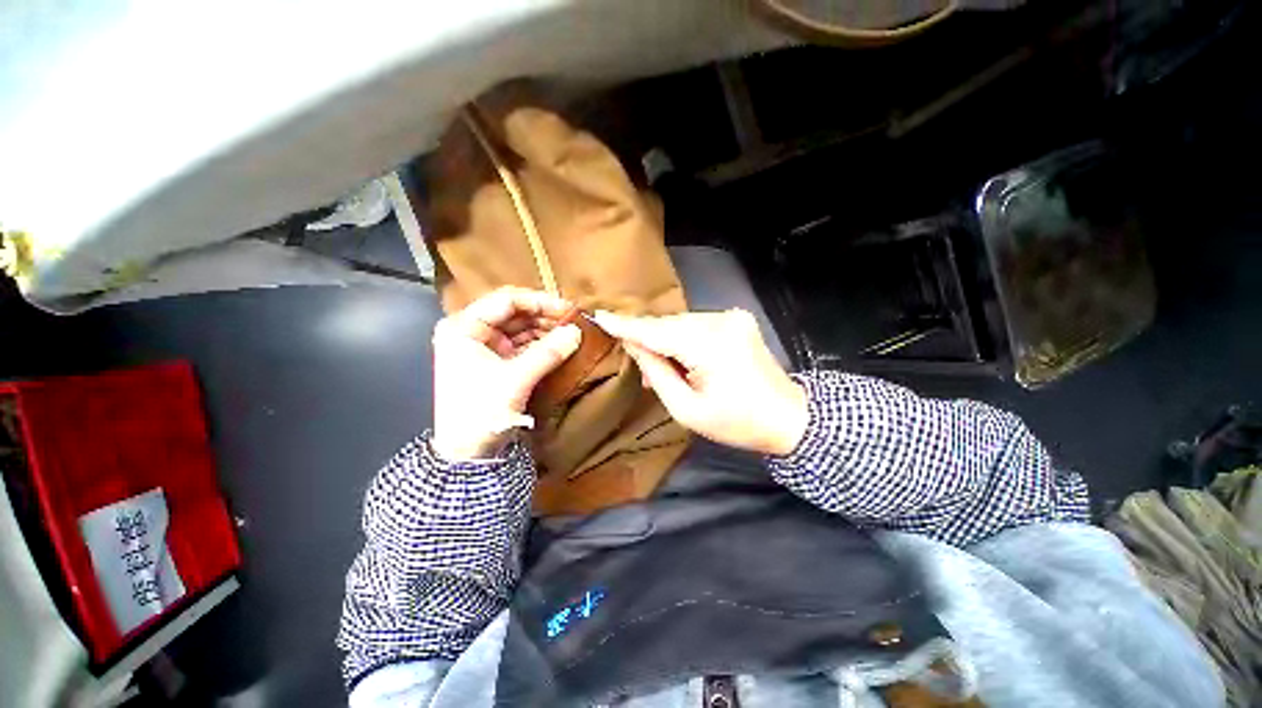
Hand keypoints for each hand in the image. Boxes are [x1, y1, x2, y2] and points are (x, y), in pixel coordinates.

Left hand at [431, 287, 581, 460]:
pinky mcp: (496, 361)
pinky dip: (541, 343)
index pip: (506, 300)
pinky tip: (560, 343)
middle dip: (545, 315)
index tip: (568, 309)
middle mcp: (472, 331)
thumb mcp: (516, 379)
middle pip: (514, 312)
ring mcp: (484, 346)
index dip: (540, 302)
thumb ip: (547, 352)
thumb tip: (577, 331)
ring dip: (545, 329)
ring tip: (571, 332)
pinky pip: (523, 344)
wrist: (467, 454)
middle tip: (574, 320)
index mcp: (463, 327)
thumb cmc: (481, 411)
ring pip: (520, 327)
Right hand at [592, 309, 807, 455]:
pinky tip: (681, 358)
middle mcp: (721, 321)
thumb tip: (634, 346)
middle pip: (669, 325)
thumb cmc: (737, 423)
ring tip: (662, 369)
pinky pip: (696, 324)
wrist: (789, 417)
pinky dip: (682, 338)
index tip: (600, 316)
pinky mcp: (736, 319)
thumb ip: (658, 373)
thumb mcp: (688, 410)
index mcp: (711, 346)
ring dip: (666, 341)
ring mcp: (731, 317)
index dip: (627, 326)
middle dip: (648, 340)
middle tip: (641, 367)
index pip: (657, 331)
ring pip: (681, 323)